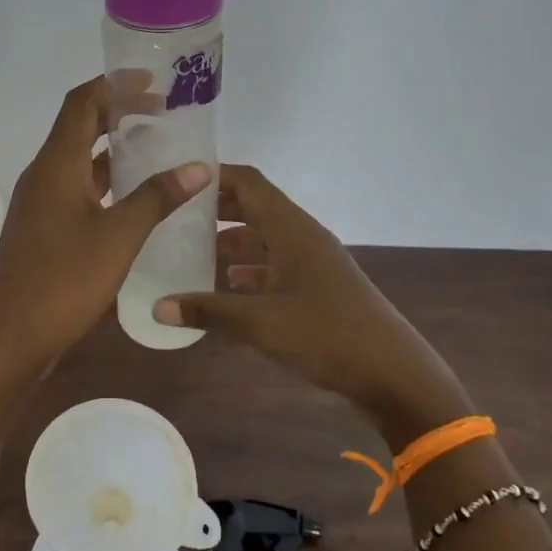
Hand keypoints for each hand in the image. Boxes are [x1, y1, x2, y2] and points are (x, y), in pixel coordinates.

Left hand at [0, 76, 209, 376]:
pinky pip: (77, 189)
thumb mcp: (118, 237)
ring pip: (79, 161)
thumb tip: (199, 166)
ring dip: (113, 149)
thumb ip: (157, 198)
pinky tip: (135, 198)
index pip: (82, 103)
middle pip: (80, 127)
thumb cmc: (62, 282)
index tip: (153, 82)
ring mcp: (40, 203)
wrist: (8, 340)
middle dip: (119, 113)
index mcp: (56, 165)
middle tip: (164, 113)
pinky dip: (106, 182)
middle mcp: (43, 175)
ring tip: (157, 148)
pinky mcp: (43, 228)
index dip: (114, 85)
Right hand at [153, 165, 471, 436]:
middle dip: (215, 211)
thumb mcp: (260, 323)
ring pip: (263, 239)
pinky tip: (225, 290)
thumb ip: (207, 311)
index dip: (213, 176)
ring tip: (189, 255)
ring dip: (230, 243)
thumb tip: (157, 307)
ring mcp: (312, 263)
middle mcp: (302, 236)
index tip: (176, 179)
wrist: (394, 374)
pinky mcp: (318, 288)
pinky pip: (274, 266)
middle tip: (173, 218)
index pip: (248, 182)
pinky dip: (248, 271)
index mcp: (291, 229)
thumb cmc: (327, 335)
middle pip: (254, 208)